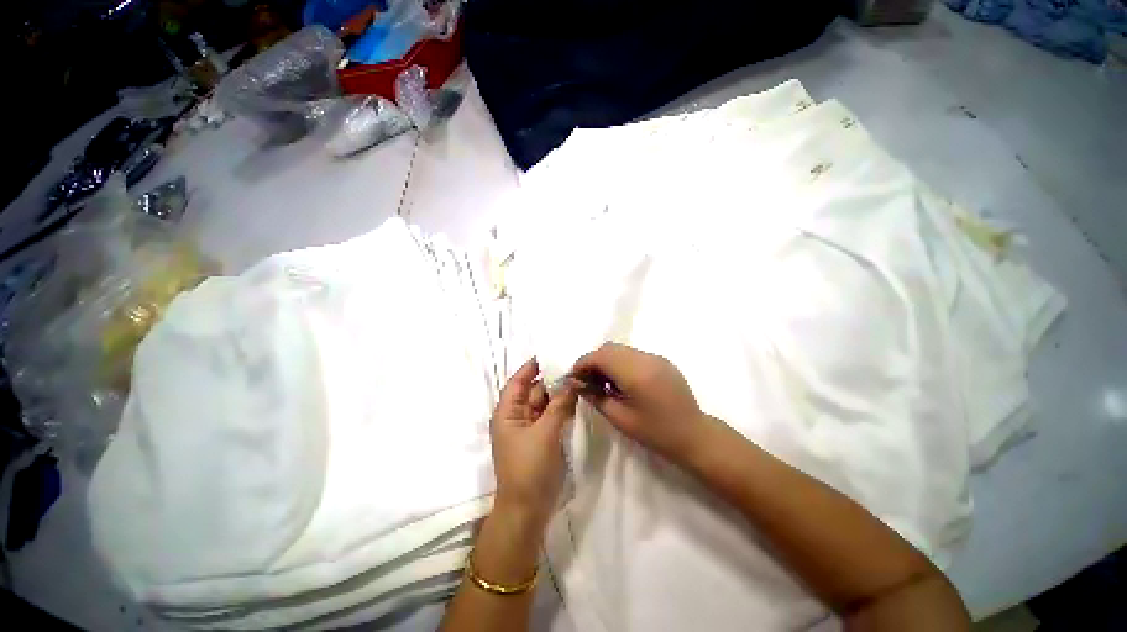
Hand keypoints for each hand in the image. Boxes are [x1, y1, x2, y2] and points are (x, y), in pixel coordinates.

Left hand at [490, 358, 578, 532]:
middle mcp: (517, 416)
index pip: (518, 381)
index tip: (550, 354)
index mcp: (507, 412)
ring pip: (545, 403)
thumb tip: (572, 381)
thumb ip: (559, 405)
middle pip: (534, 390)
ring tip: (579, 378)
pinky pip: (552, 416)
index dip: (532, 367)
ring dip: (559, 393)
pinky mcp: (542, 438)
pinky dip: (562, 407)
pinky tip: (577, 398)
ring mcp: (530, 428)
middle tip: (574, 366)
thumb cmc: (529, 467)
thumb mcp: (545, 433)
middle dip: (552, 379)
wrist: (528, 509)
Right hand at [573, 343, 711, 463]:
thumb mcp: (620, 418)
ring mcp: (656, 357)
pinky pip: (633, 354)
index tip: (574, 377)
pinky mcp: (662, 361)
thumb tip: (576, 383)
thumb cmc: (655, 433)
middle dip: (594, 360)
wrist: (694, 436)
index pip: (601, 356)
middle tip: (587, 381)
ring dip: (607, 360)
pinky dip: (621, 362)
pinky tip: (621, 381)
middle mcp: (646, 359)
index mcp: (636, 373)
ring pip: (621, 349)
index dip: (583, 363)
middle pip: (610, 348)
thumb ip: (595, 396)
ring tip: (603, 382)